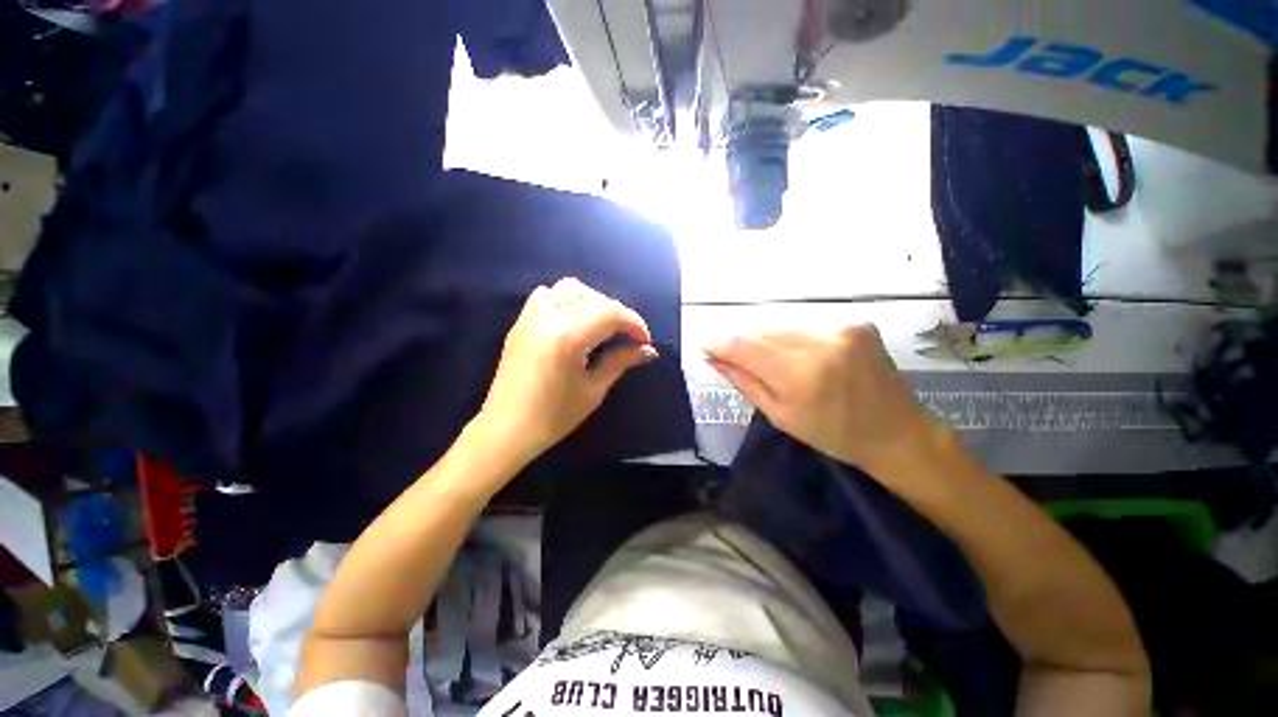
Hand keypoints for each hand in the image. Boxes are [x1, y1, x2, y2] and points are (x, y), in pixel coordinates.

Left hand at [474, 278, 657, 467]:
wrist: (506, 430)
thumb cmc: (553, 417)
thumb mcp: (593, 391)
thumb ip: (620, 362)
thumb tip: (648, 350)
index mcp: (568, 338)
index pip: (611, 314)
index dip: (634, 324)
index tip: (645, 341)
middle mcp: (549, 319)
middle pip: (593, 297)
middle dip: (617, 313)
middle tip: (626, 337)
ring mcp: (531, 318)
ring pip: (569, 289)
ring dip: (592, 302)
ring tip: (601, 326)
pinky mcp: (521, 323)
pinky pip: (546, 296)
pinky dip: (566, 300)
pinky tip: (573, 322)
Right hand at [705, 325, 937, 471]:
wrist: (897, 432)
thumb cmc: (832, 434)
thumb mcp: (779, 414)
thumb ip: (743, 380)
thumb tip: (712, 357)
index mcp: (800, 375)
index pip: (744, 346)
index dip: (719, 342)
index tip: (704, 344)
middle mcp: (821, 343)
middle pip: (761, 331)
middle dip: (741, 341)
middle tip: (729, 353)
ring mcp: (841, 328)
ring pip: (782, 326)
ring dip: (766, 339)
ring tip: (766, 359)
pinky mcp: (855, 323)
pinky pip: (806, 325)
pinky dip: (792, 337)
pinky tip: (797, 355)